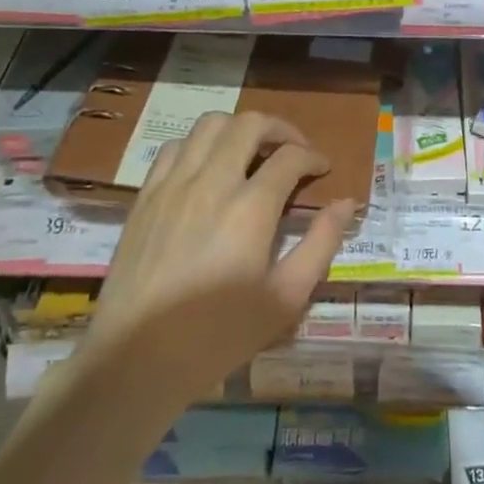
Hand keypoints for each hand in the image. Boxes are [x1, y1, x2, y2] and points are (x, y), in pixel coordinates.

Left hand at [83, 111, 356, 404]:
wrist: (136, 359)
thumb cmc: (218, 335)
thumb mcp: (285, 299)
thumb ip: (320, 244)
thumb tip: (346, 204)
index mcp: (251, 208)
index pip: (290, 157)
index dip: (314, 157)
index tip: (323, 170)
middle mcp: (212, 182)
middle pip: (250, 124)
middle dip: (280, 129)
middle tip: (293, 150)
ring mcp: (173, 185)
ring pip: (210, 124)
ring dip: (238, 129)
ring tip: (252, 152)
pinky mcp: (146, 196)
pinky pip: (175, 147)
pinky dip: (199, 145)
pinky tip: (207, 168)